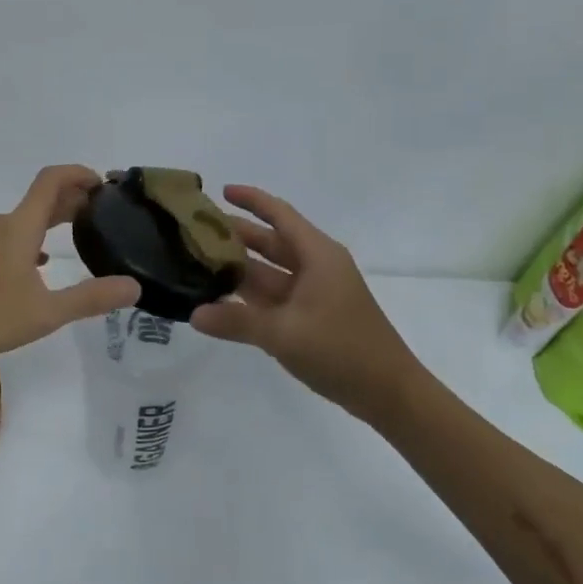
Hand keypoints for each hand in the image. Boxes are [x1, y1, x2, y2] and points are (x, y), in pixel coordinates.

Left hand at [0, 165, 140, 367]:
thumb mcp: (46, 311)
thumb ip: (91, 298)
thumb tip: (135, 287)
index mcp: (19, 227)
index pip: (51, 181)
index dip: (79, 174)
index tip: (105, 184)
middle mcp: (2, 226)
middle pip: (41, 199)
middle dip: (74, 199)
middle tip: (105, 213)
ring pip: (26, 220)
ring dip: (54, 220)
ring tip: (81, 233)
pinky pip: (13, 238)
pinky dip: (35, 240)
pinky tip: (43, 264)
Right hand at [191, 185, 413, 421]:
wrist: (388, 392)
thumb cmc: (342, 350)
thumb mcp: (284, 334)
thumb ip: (236, 321)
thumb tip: (194, 313)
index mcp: (317, 256)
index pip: (279, 215)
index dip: (251, 200)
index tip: (219, 191)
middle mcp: (316, 267)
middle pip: (271, 242)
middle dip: (236, 235)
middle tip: (194, 232)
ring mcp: (314, 293)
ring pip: (270, 271)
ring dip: (239, 268)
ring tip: (198, 262)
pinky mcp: (311, 317)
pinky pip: (274, 297)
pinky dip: (250, 296)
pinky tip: (221, 299)